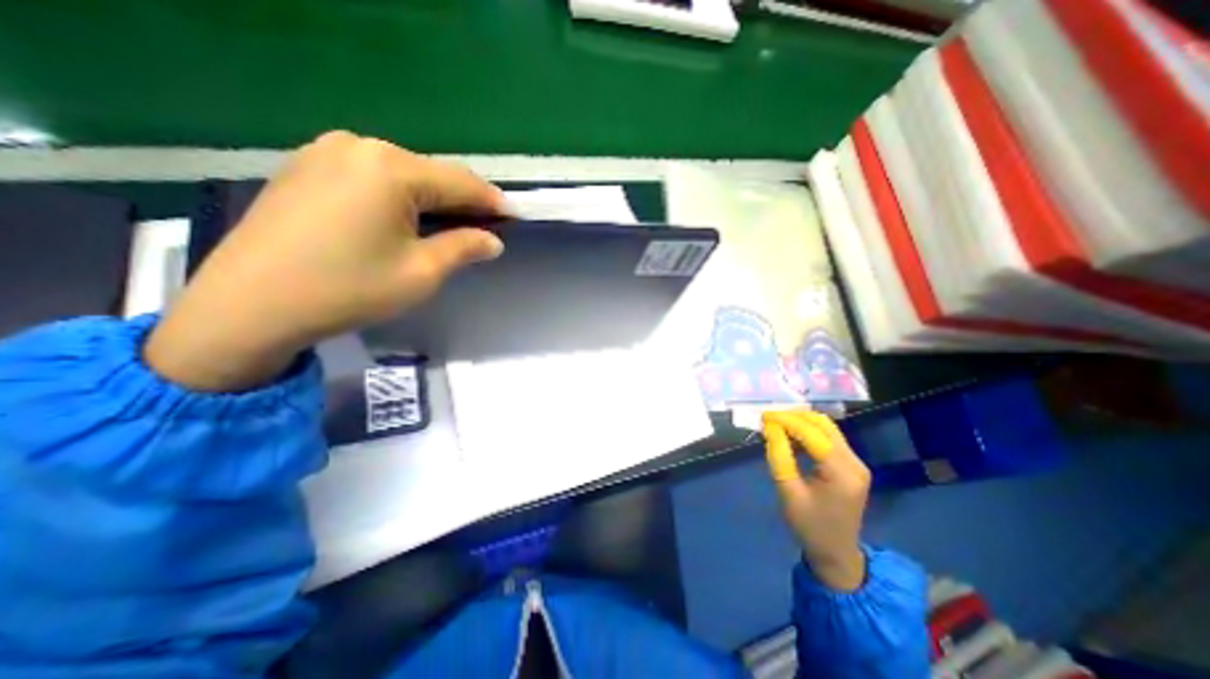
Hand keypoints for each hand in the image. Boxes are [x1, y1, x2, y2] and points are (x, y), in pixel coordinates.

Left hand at [142, 131, 505, 393]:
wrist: (249, 306)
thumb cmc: (349, 289)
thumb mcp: (421, 273)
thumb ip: (463, 248)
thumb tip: (493, 240)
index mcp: (391, 169)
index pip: (461, 182)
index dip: (492, 201)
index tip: (514, 216)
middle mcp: (359, 146)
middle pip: (431, 173)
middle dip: (461, 201)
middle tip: (484, 227)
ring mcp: (326, 151)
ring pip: (402, 174)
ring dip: (431, 199)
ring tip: (449, 227)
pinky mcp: (306, 166)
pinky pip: (371, 176)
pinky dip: (398, 196)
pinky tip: (404, 219)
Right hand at [764, 410, 870, 590]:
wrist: (836, 553)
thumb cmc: (808, 526)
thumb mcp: (787, 492)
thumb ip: (779, 456)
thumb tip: (771, 428)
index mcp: (841, 473)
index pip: (812, 434)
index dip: (786, 421)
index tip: (763, 416)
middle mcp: (854, 463)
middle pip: (823, 424)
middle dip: (793, 417)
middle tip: (768, 419)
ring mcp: (856, 463)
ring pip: (826, 428)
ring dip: (800, 422)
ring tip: (775, 425)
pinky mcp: (851, 465)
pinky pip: (828, 437)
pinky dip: (807, 431)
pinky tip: (790, 436)